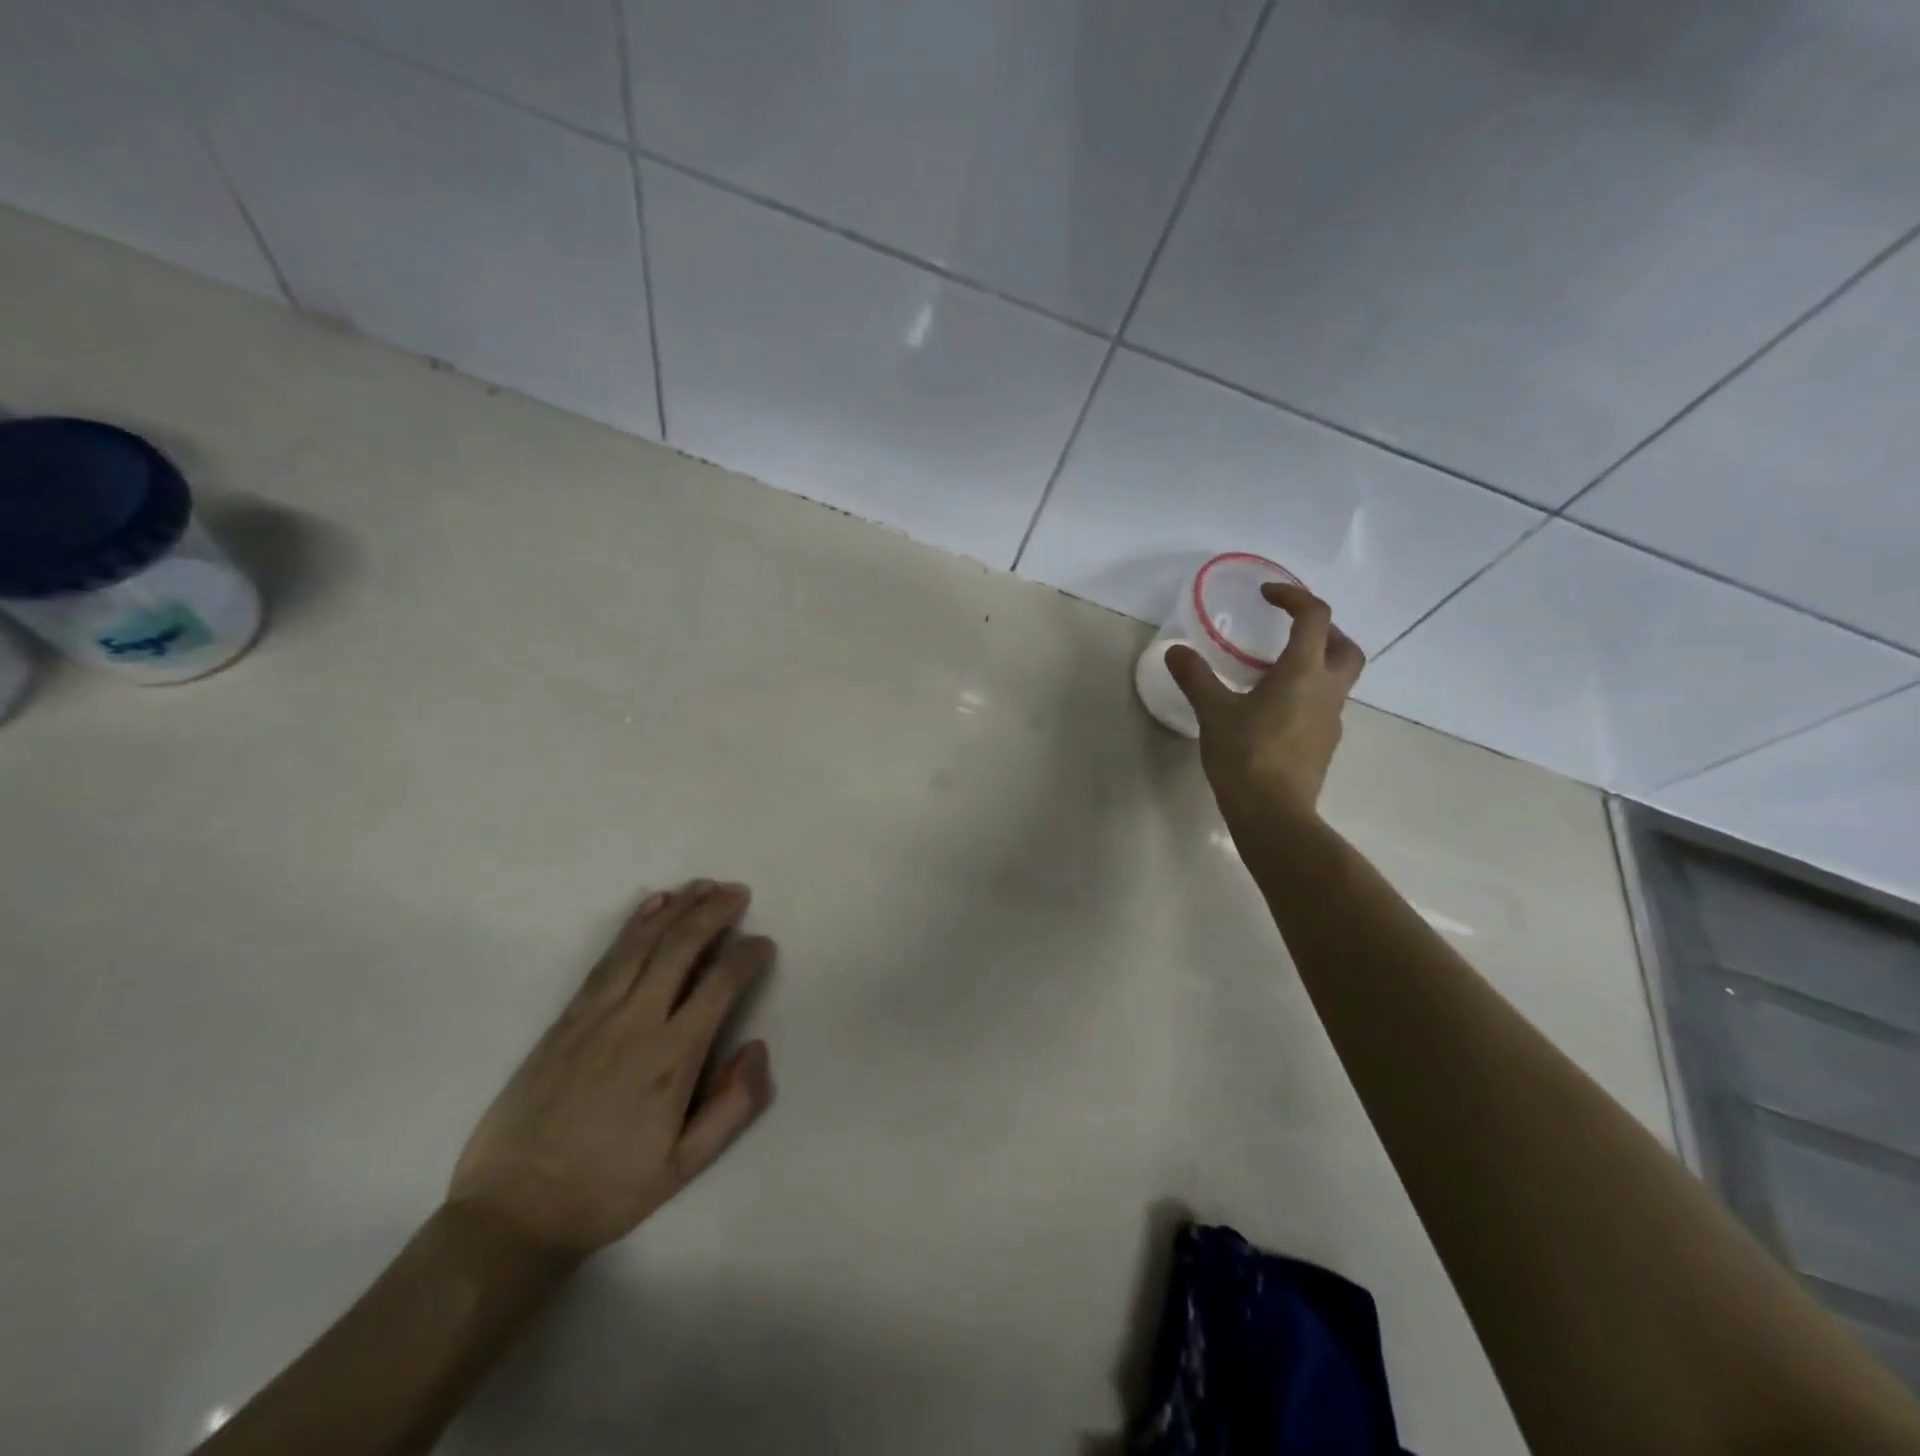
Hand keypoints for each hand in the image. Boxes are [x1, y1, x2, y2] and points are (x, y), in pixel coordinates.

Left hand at [448, 880, 774, 1256]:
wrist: (512, 1212)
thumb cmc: (607, 1191)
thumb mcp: (684, 1167)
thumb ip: (732, 1107)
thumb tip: (759, 1047)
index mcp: (671, 1058)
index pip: (720, 985)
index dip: (748, 956)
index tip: (763, 945)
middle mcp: (636, 1022)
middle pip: (680, 947)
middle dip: (714, 912)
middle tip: (738, 892)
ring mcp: (595, 1015)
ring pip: (642, 943)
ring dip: (677, 908)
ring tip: (703, 886)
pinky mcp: (565, 1018)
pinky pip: (606, 958)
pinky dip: (632, 925)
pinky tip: (650, 906)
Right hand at [1166, 582, 1364, 817]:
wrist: (1273, 813)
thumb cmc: (1245, 755)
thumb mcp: (1213, 712)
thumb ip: (1196, 677)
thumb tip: (1175, 650)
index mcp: (1303, 672)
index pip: (1314, 617)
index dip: (1294, 596)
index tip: (1267, 595)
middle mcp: (1327, 691)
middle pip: (1346, 647)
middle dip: (1323, 631)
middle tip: (1290, 632)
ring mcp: (1330, 721)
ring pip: (1338, 679)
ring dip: (1316, 664)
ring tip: (1275, 672)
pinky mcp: (1324, 745)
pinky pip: (1323, 707)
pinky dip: (1306, 695)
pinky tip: (1274, 711)